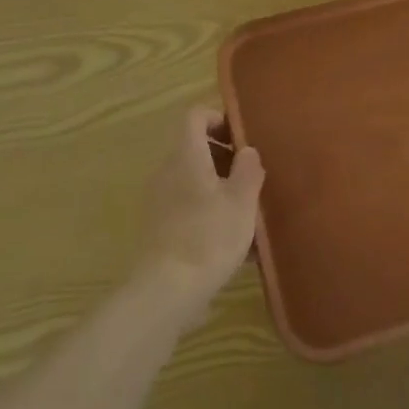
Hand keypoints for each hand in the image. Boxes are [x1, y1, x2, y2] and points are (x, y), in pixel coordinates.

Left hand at [135, 108, 264, 326]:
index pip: (196, 116)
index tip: (242, 140)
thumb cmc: (209, 236)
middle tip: (251, 178)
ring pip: (192, 180)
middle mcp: (167, 170)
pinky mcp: (157, 228)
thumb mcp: (242, 200)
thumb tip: (247, 151)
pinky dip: (207, 212)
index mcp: (186, 155)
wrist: (165, 292)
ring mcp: (159, 200)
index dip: (219, 119)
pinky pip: (186, 207)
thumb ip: (248, 169)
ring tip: (246, 214)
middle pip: (194, 148)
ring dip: (218, 188)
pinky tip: (231, 242)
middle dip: (224, 158)